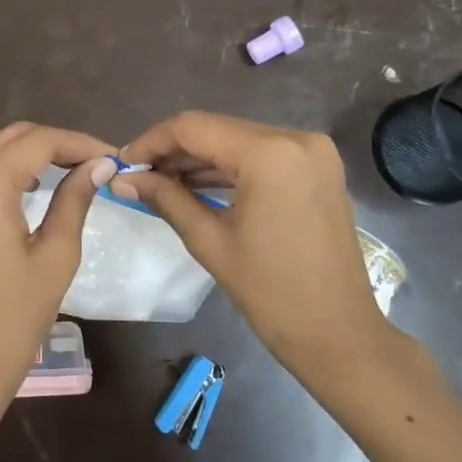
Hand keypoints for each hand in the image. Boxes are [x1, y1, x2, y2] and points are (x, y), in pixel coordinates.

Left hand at [0, 122, 116, 438]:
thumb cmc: (13, 319)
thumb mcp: (55, 255)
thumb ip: (75, 199)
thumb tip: (100, 165)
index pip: (39, 141)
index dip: (80, 143)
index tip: (113, 157)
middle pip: (13, 137)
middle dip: (57, 144)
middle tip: (96, 164)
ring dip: (31, 151)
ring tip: (71, 170)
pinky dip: (5, 167)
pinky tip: (34, 184)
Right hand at [116, 112, 431, 387]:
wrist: (339, 334)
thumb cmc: (271, 293)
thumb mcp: (210, 241)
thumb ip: (165, 198)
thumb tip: (121, 180)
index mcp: (270, 154)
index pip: (194, 128)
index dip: (152, 142)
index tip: (123, 163)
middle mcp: (296, 138)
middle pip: (217, 129)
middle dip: (174, 149)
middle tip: (137, 175)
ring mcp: (313, 151)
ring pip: (238, 139)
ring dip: (200, 157)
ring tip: (160, 180)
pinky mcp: (318, 167)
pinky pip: (262, 154)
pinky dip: (229, 166)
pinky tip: (197, 183)